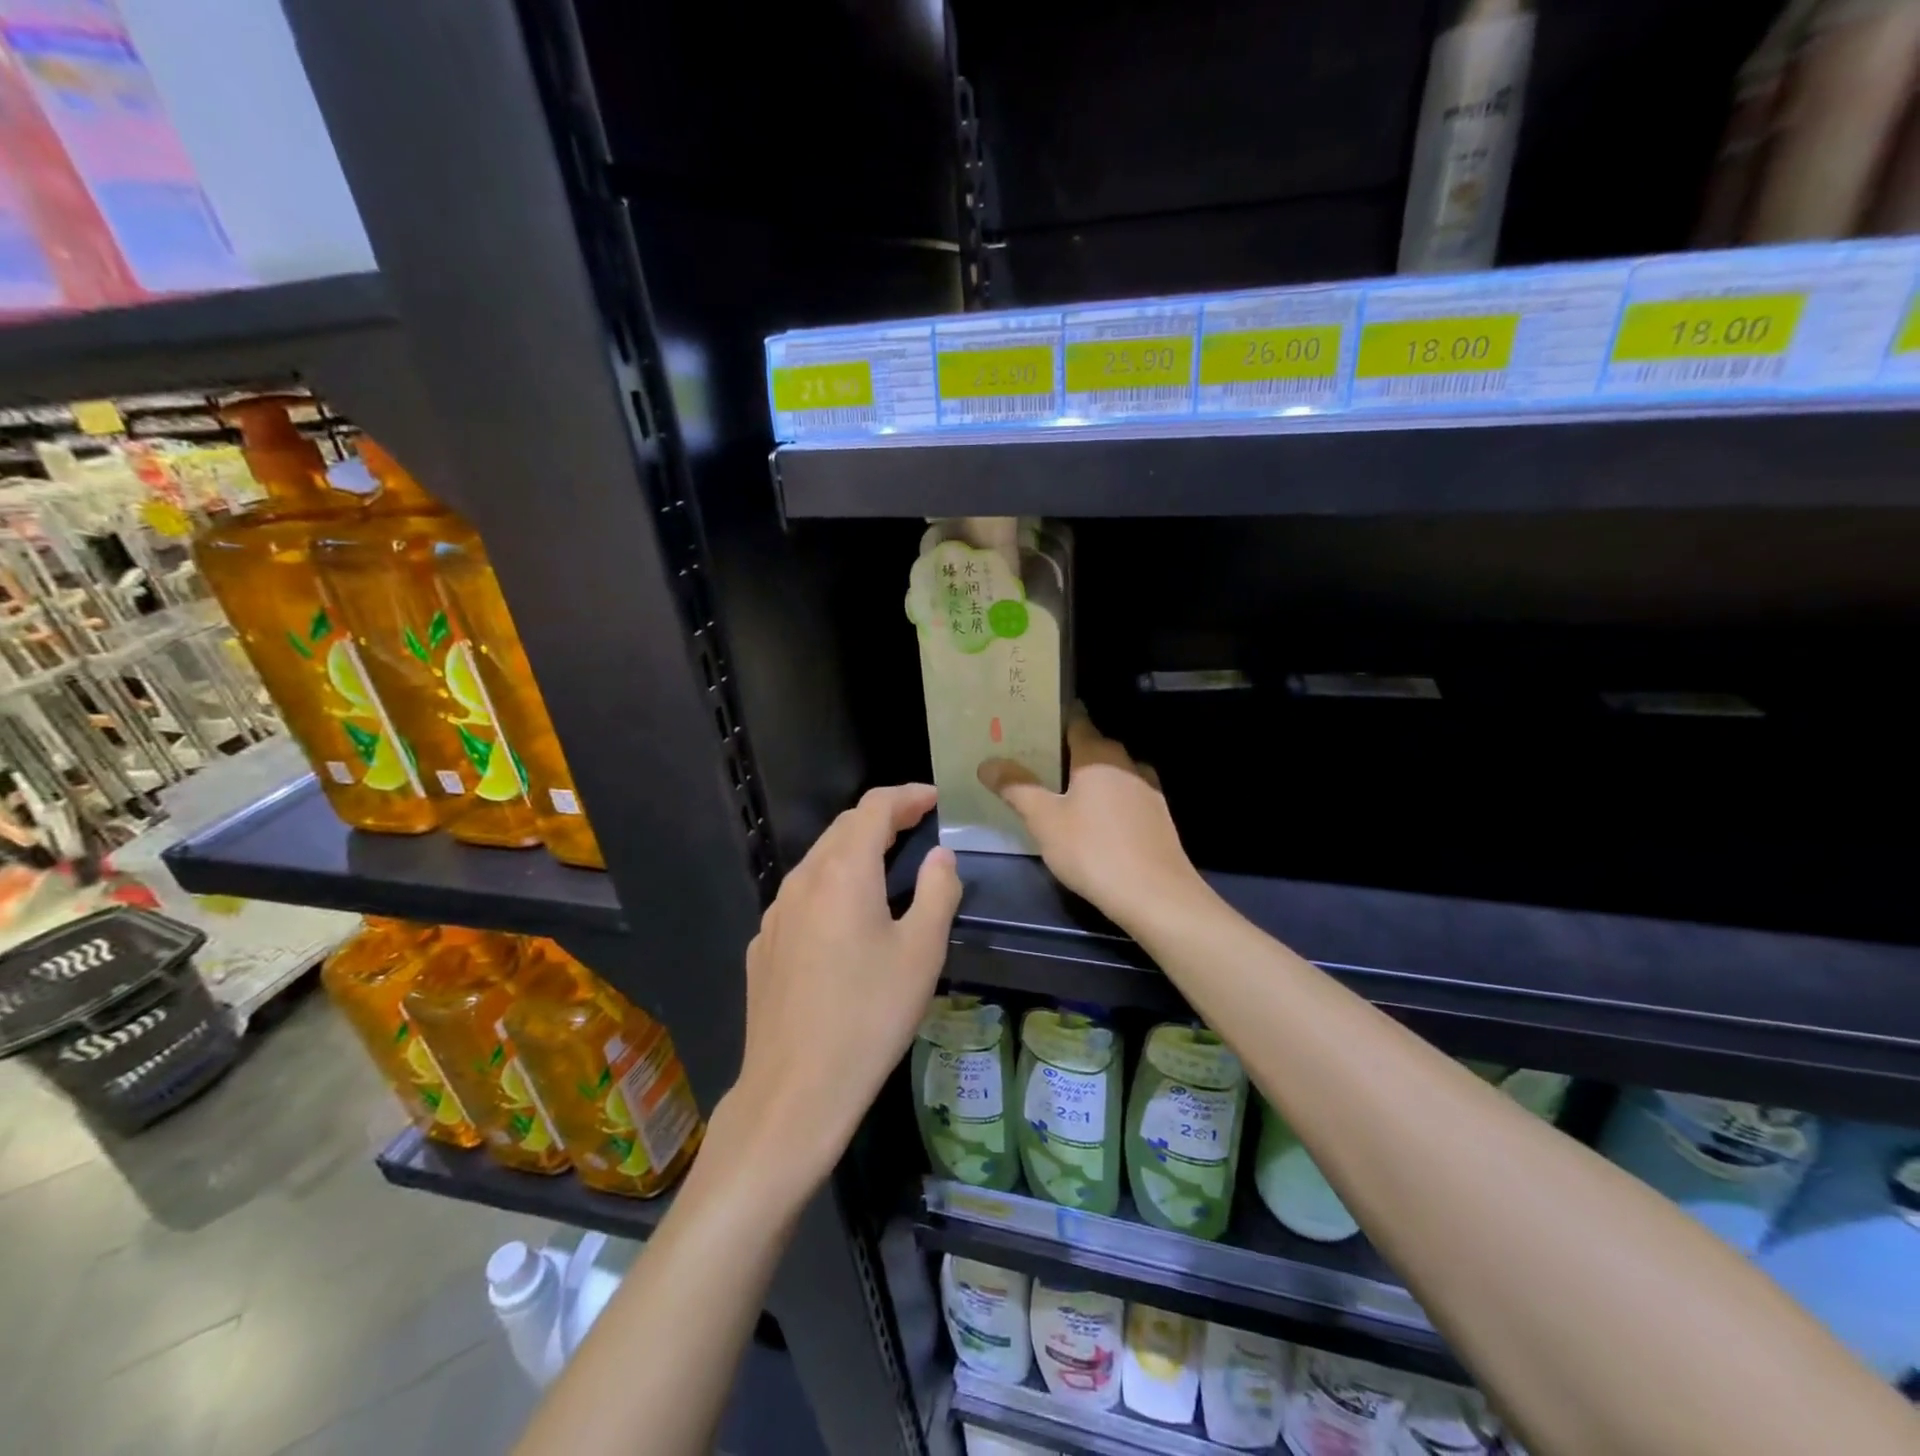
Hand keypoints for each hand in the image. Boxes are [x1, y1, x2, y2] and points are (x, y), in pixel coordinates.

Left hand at [728, 784, 961, 1185]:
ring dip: (855, 850)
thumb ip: (937, 892)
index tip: (935, 799)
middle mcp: (803, 880)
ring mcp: (776, 913)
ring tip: (888, 863)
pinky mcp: (764, 945)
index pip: (874, 807)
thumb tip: (941, 857)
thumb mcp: (922, 952)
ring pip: (819, 860)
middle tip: (918, 825)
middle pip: (844, 828)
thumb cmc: (869, 1016)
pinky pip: (802, 896)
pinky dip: (831, 884)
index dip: (907, 795)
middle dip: (882, 817)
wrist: (795, 1089)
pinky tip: (846, 917)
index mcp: (844, 872)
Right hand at [980, 707, 1203, 932]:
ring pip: (1111, 772)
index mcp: (1098, 755)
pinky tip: (1093, 819)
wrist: (1156, 895)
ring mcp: (1147, 790)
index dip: (1052, 720)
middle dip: (1064, 750)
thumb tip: (987, 762)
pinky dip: (1106, 799)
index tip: (1028, 723)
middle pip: (1092, 746)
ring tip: (1058, 790)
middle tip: (1032, 760)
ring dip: (1087, 777)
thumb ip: (1016, 787)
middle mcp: (1126, 763)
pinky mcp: (1157, 817)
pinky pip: (1124, 796)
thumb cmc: (1094, 850)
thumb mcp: (1044, 820)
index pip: (1076, 721)